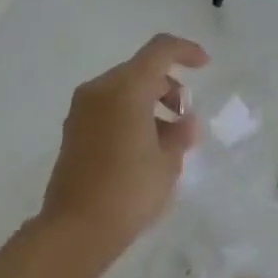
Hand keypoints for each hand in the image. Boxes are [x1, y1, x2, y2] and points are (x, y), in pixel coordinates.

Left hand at [38, 33, 208, 250]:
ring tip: (168, 139)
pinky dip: (130, 114)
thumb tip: (184, 123)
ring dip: (150, 102)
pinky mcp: (73, 129)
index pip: (159, 51)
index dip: (185, 51)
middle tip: (185, 119)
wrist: (77, 227)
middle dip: (168, 86)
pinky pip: (108, 107)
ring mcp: (82, 109)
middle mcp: (99, 90)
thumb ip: (180, 134)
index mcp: (125, 89)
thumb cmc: (129, 191)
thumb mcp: (167, 162)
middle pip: (140, 70)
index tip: (204, 65)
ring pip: (123, 89)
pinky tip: (144, 146)